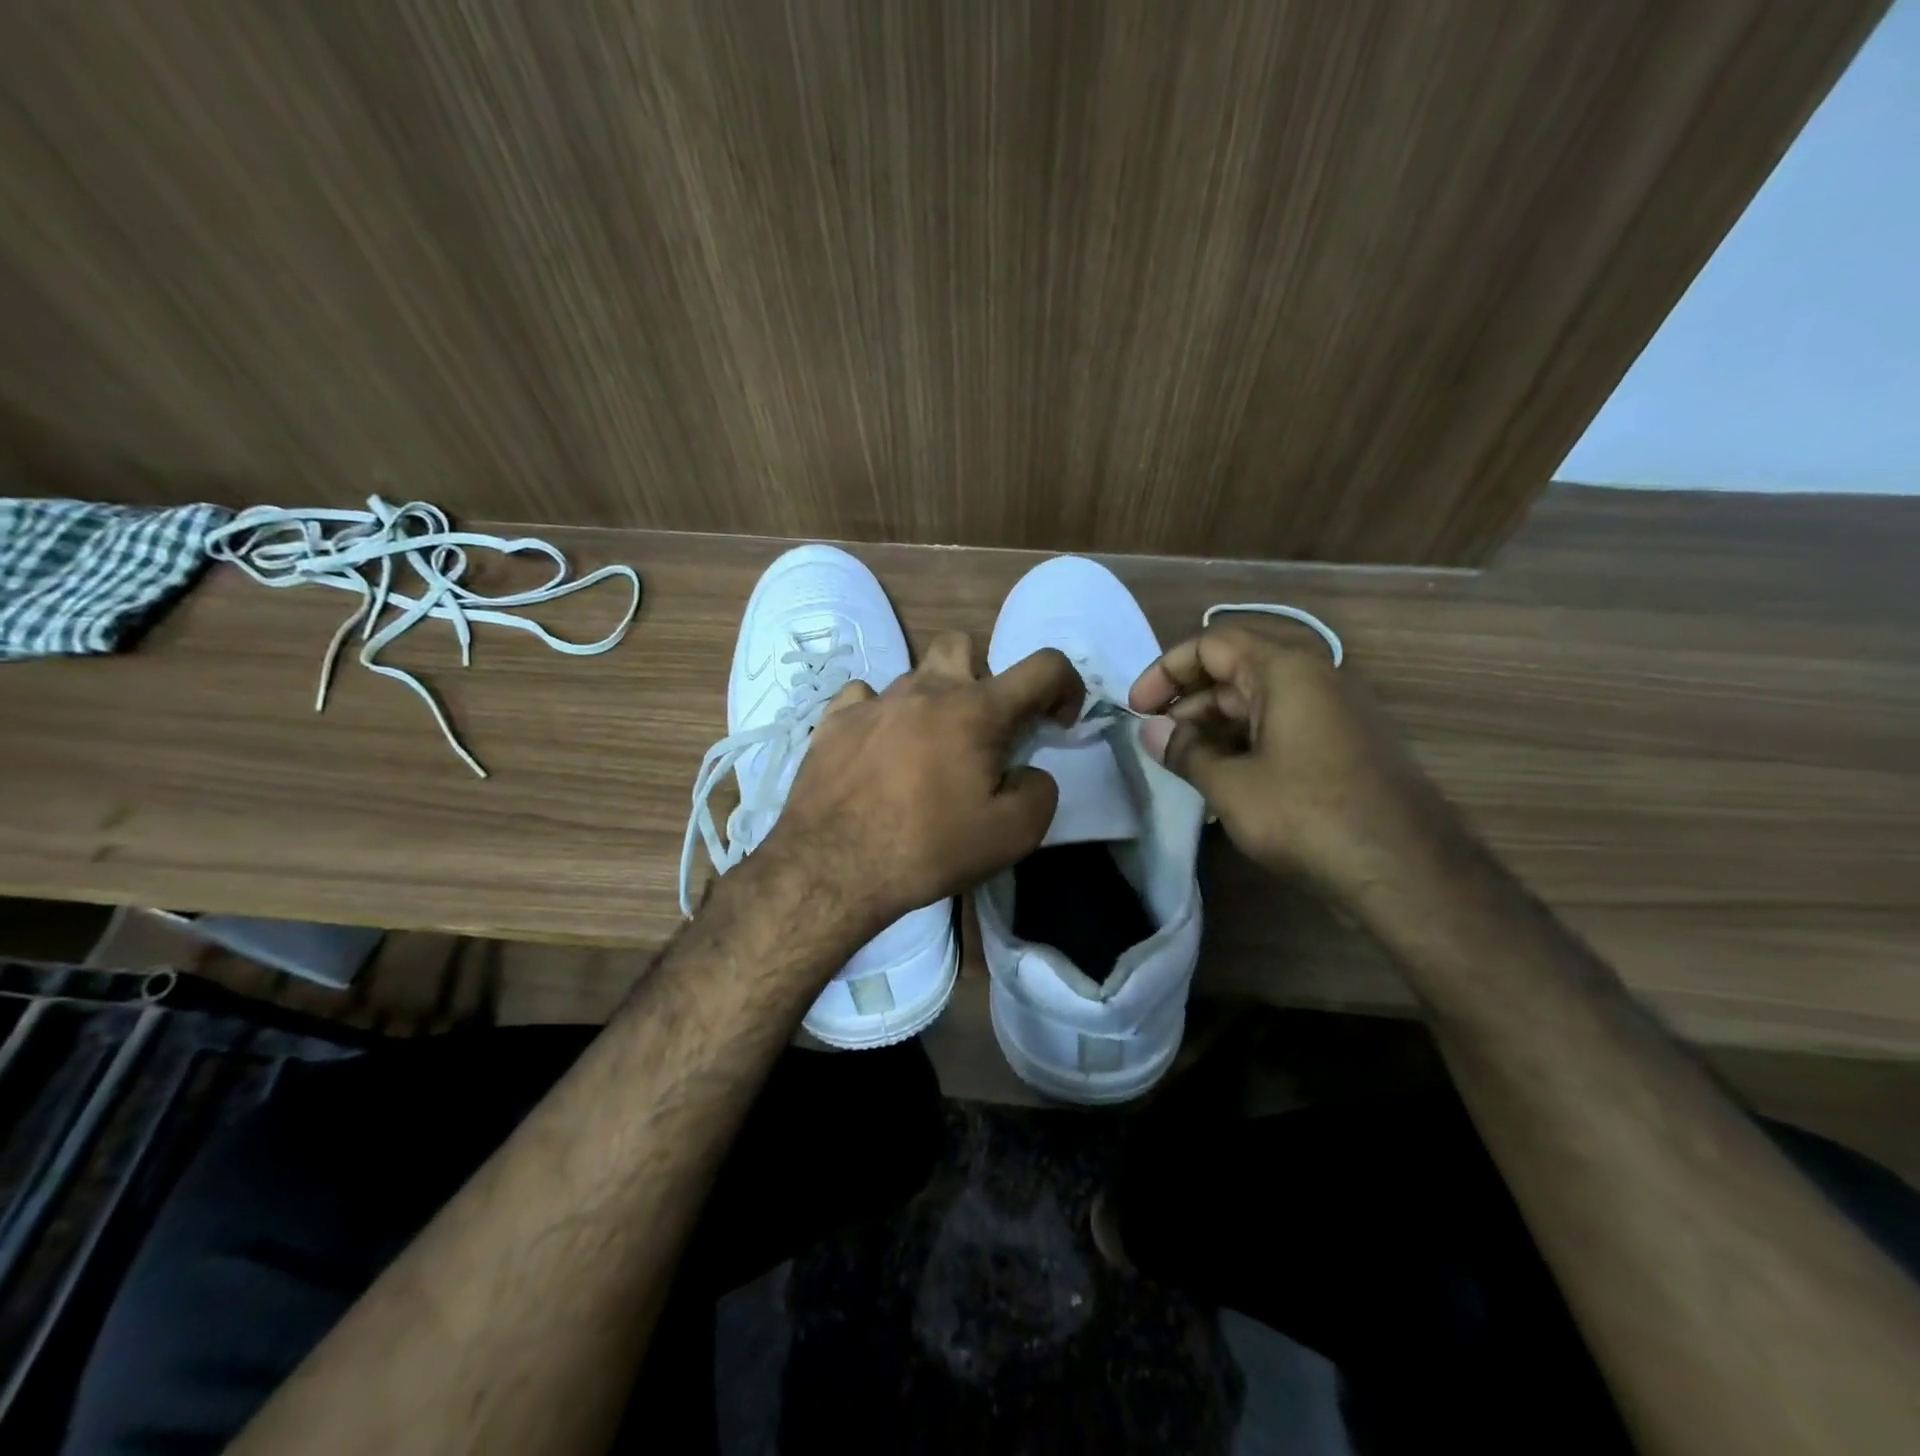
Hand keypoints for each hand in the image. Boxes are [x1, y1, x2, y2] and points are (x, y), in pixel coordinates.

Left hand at [758, 632, 1083, 934]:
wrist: (832, 868)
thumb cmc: (928, 848)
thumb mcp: (1012, 835)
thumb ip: (1039, 791)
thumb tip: (1026, 772)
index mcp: (977, 710)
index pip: (1044, 666)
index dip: (1066, 685)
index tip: (1056, 722)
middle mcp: (926, 690)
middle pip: (964, 646)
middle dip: (983, 677)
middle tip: (980, 730)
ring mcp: (874, 701)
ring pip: (914, 676)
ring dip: (932, 703)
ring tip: (924, 753)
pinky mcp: (833, 720)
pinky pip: (865, 698)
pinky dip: (881, 716)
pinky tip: (877, 750)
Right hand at [1129, 619, 1456, 897]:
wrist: (1405, 870)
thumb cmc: (1308, 815)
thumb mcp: (1231, 785)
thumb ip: (1186, 751)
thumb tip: (1152, 731)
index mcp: (1286, 670)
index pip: (1211, 643)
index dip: (1166, 671)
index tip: (1137, 709)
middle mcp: (1314, 677)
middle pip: (1236, 667)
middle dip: (1189, 699)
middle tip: (1158, 738)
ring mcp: (1334, 711)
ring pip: (1259, 699)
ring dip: (1215, 723)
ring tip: (1184, 761)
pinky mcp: (1344, 744)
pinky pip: (1283, 725)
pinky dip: (1246, 740)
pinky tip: (1224, 776)